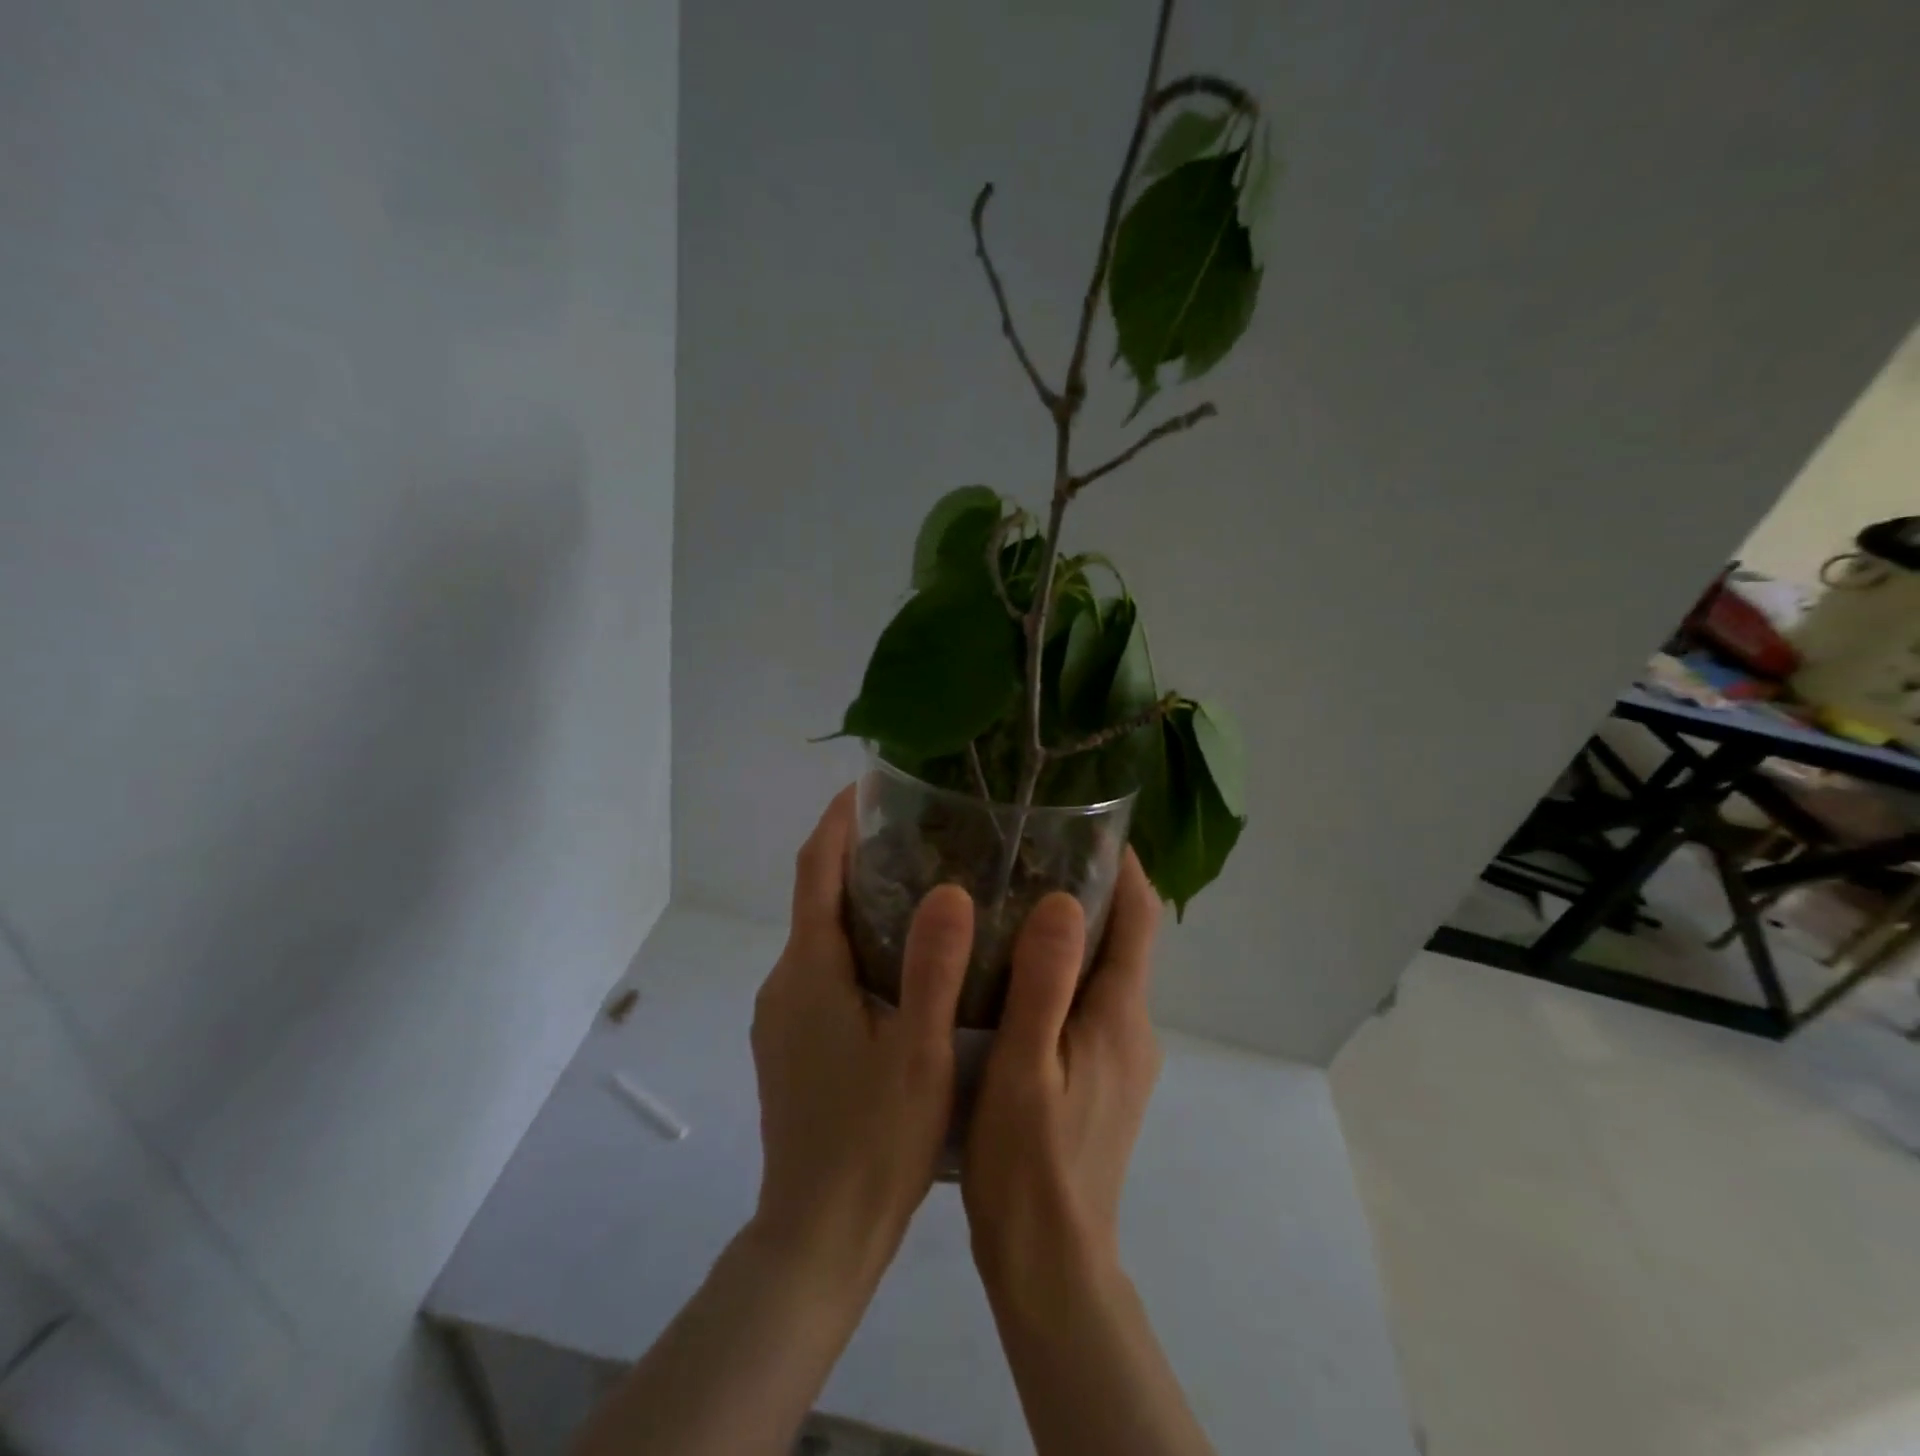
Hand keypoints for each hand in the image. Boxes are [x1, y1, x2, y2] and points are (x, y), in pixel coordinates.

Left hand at [749, 786, 974, 1288]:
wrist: (816, 1236)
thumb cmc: (872, 1141)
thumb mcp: (918, 1052)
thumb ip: (933, 968)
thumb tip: (949, 888)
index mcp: (809, 970)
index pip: (815, 869)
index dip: (839, 820)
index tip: (871, 785)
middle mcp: (785, 982)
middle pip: (817, 897)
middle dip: (859, 856)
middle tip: (923, 835)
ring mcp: (782, 1016)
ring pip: (821, 937)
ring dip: (860, 903)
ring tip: (925, 888)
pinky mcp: (790, 1043)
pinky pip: (822, 970)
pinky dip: (857, 945)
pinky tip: (904, 963)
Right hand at [962, 850, 1162, 1289]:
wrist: (1051, 1263)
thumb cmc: (1028, 1161)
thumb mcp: (1025, 1065)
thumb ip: (1045, 982)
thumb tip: (1066, 899)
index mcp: (1119, 1015)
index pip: (1139, 918)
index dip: (1122, 866)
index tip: (1084, 824)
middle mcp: (1133, 1028)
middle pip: (1124, 938)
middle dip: (1090, 889)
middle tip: (1027, 854)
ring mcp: (1121, 1056)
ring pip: (1104, 971)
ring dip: (1074, 930)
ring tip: (1013, 899)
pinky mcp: (1103, 1078)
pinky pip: (1090, 1001)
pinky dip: (1063, 970)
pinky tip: (1012, 971)